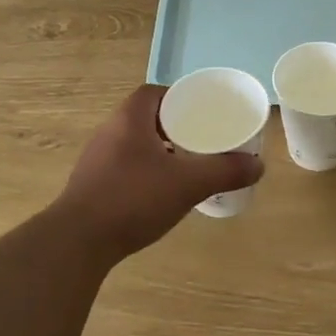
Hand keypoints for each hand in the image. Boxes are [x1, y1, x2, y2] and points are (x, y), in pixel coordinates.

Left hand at [52, 85, 263, 260]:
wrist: (77, 242)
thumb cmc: (133, 198)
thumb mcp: (188, 183)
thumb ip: (225, 171)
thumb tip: (258, 165)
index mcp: (130, 118)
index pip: (155, 92)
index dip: (179, 98)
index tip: (201, 113)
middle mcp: (109, 131)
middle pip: (146, 117)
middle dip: (173, 126)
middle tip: (201, 139)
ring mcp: (96, 159)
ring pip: (135, 143)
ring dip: (159, 150)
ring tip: (185, 165)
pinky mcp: (90, 185)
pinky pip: (124, 166)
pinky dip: (144, 171)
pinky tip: (159, 192)